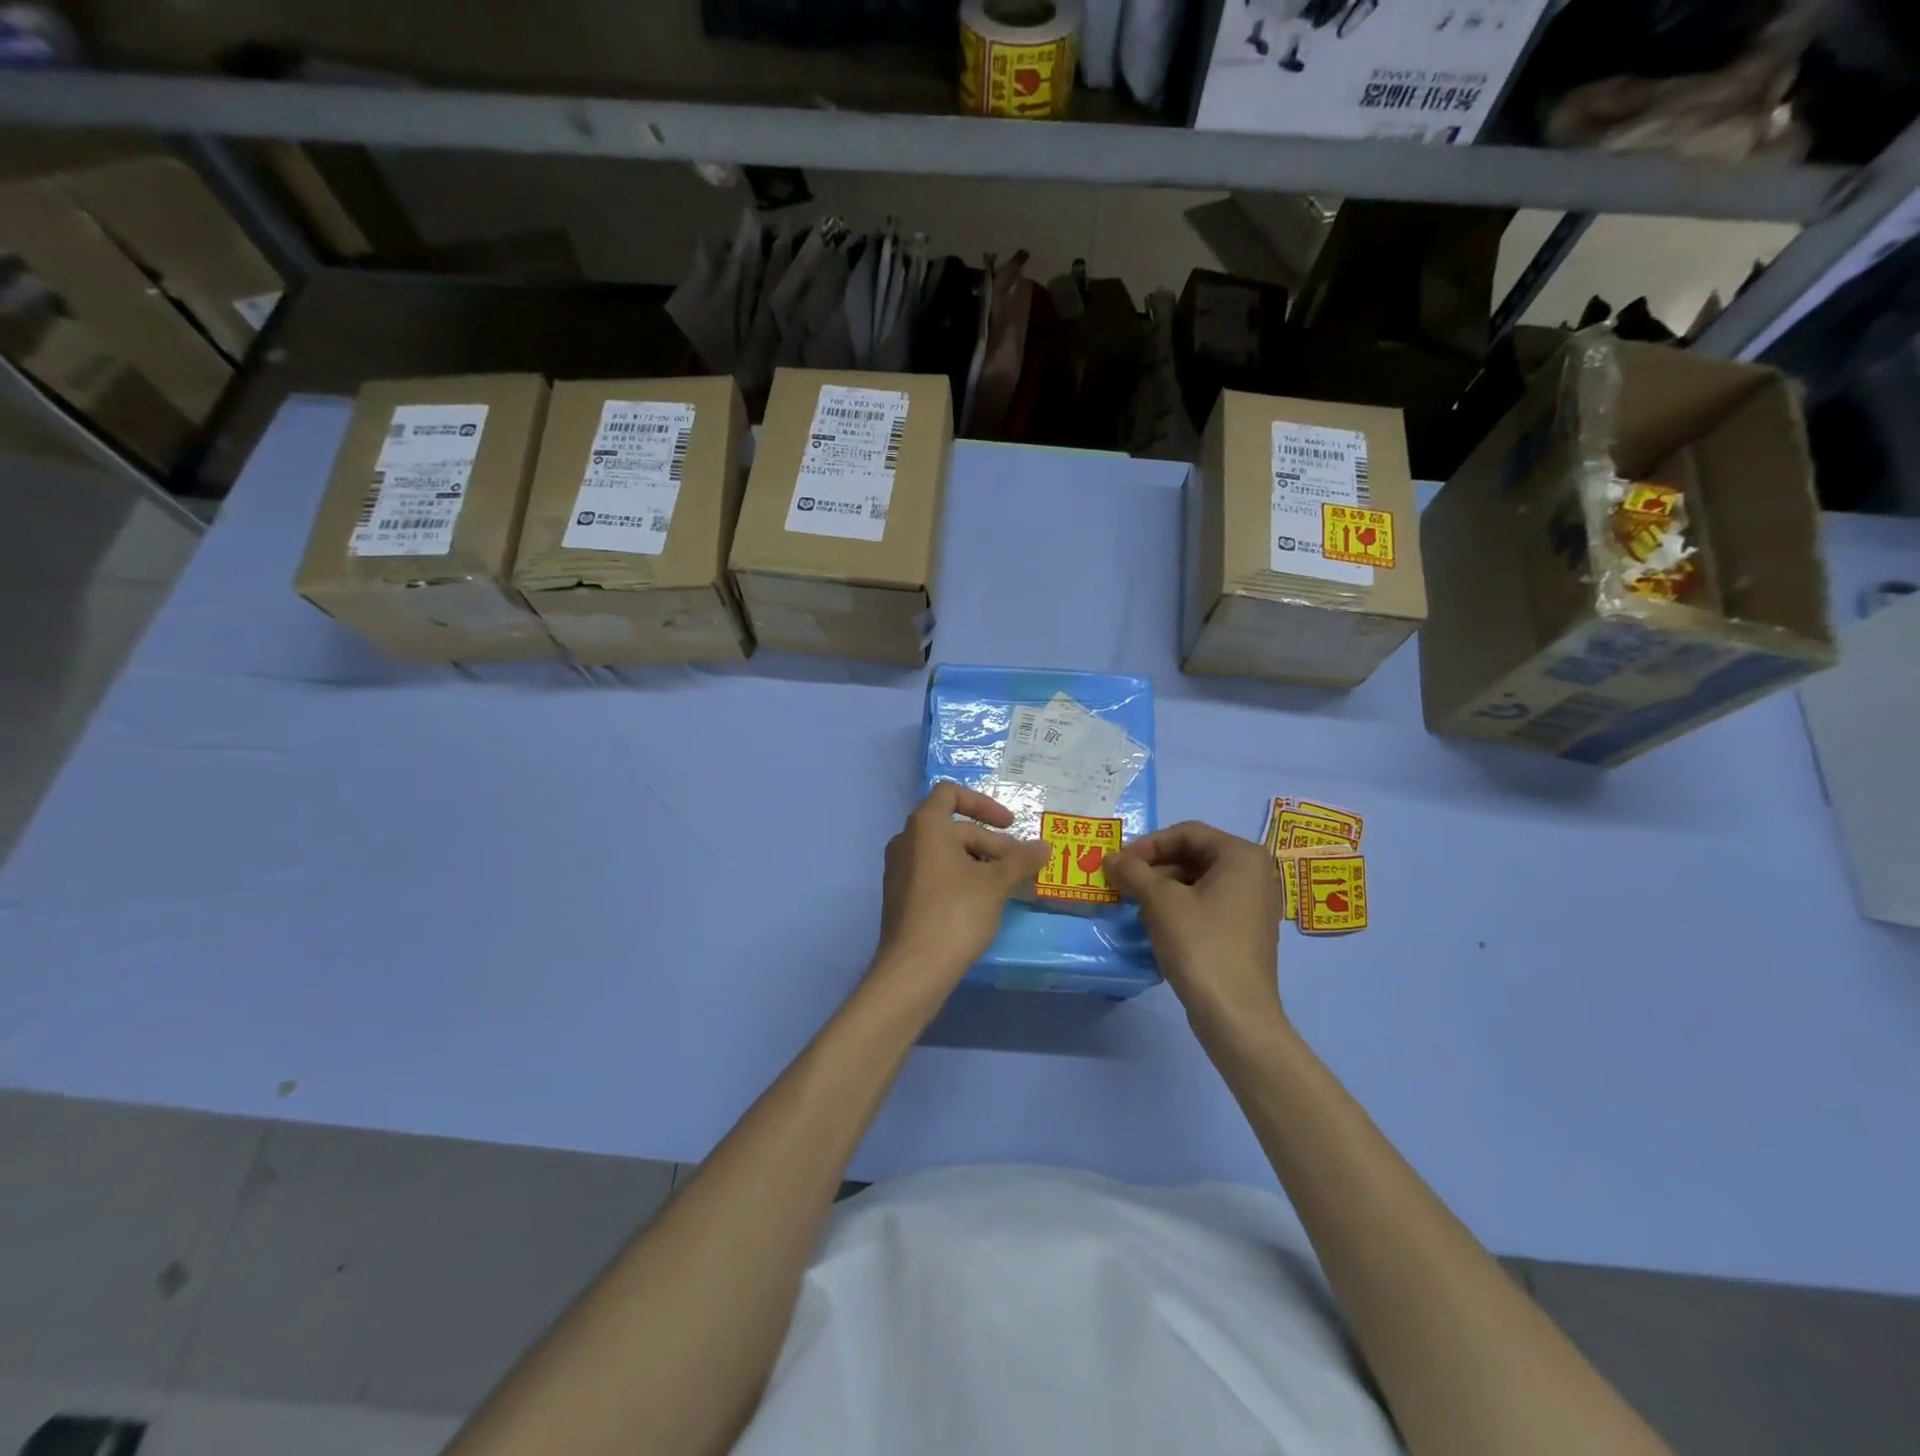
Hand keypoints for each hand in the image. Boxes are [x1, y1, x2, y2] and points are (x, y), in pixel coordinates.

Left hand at [871, 783, 1050, 1000]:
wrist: (914, 968)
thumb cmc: (956, 912)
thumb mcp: (996, 883)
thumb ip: (1021, 860)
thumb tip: (1045, 847)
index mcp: (925, 825)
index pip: (951, 793)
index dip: (984, 804)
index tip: (1009, 824)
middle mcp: (906, 840)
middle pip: (953, 828)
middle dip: (990, 843)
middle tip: (1020, 868)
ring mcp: (899, 869)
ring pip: (944, 853)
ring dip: (978, 862)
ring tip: (1005, 886)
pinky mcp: (900, 896)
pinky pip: (933, 873)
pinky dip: (959, 877)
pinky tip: (981, 902)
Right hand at [1106, 821, 1285, 1038]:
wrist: (1236, 1015)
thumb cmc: (1201, 946)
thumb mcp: (1160, 902)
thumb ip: (1133, 872)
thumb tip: (1110, 858)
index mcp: (1242, 856)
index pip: (1187, 832)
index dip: (1148, 844)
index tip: (1119, 863)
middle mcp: (1255, 873)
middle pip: (1194, 855)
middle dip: (1154, 866)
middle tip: (1122, 882)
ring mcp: (1253, 904)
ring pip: (1198, 881)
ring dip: (1162, 887)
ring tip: (1133, 903)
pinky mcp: (1246, 931)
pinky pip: (1208, 904)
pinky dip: (1179, 906)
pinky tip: (1155, 924)